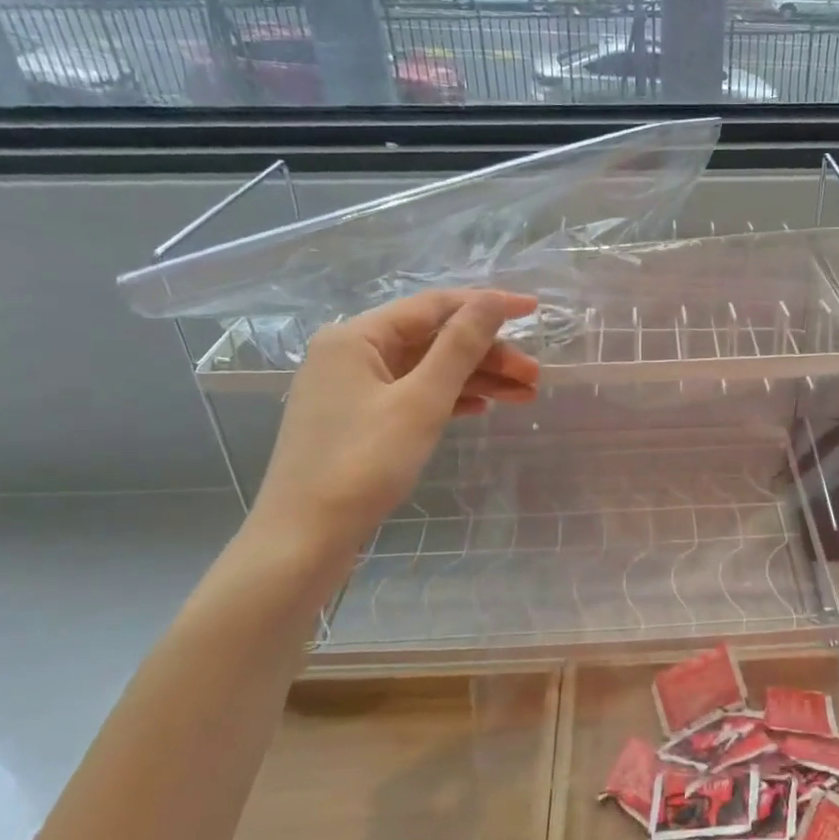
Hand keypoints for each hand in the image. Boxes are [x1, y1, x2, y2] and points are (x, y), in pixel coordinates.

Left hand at [248, 289, 539, 556]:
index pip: (433, 306)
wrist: (304, 539)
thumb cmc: (362, 464)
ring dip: (475, 379)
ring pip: (425, 370)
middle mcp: (350, 353)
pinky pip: (411, 396)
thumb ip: (460, 347)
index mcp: (357, 336)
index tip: (534, 310)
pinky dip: (448, 399)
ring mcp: (351, 389)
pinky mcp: (357, 421)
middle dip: (486, 354)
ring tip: (525, 394)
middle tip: (534, 376)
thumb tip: (493, 300)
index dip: (486, 305)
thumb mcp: (421, 401)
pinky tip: (482, 409)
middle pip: (432, 340)